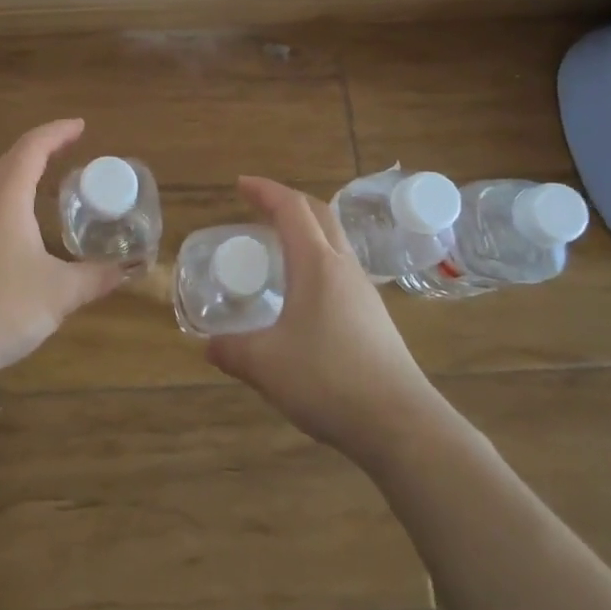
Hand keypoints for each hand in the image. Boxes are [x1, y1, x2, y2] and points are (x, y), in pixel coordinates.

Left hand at [0, 119, 126, 393]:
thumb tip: (131, 268)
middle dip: (42, 149)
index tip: (81, 126)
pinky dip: (10, 199)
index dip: (57, 133)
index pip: (32, 148)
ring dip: (22, 174)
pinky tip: (22, 225)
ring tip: (50, 181)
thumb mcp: (59, 293)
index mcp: (4, 198)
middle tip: (72, 149)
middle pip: (10, 160)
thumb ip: (97, 277)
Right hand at [205, 176, 436, 462]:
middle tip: (258, 207)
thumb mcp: (266, 365)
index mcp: (317, 265)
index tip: (240, 185)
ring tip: (277, 250)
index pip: (291, 208)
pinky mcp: (375, 319)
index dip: (265, 190)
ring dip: (306, 233)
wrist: (402, 424)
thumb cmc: (329, 381)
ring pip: (334, 243)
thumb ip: (232, 351)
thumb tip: (208, 346)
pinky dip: (317, 263)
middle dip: (288, 202)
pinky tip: (302, 297)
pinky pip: (341, 272)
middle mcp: (344, 269)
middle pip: (319, 215)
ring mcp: (364, 293)